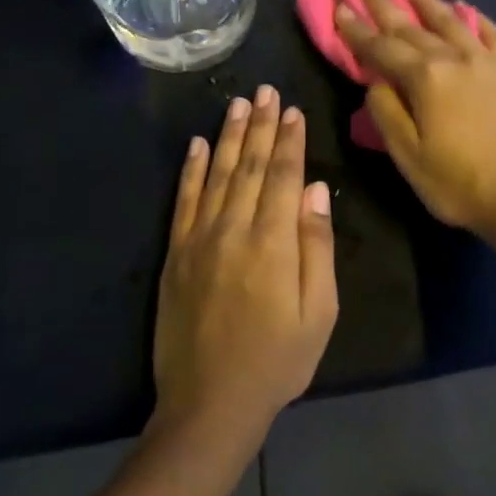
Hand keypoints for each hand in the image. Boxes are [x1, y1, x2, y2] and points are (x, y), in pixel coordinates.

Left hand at [153, 88, 338, 450]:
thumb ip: (317, 246)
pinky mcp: (176, 254)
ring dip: (229, 136)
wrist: (209, 405)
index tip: (292, 110)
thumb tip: (316, 190)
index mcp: (273, 242)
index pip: (282, 176)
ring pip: (218, 174)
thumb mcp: (319, 312)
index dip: (289, 140)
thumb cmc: (277, 361)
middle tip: (265, 90)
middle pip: (250, 166)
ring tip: (237, 103)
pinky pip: (184, 200)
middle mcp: (234, 229)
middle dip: (260, 126)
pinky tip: (197, 145)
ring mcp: (199, 239)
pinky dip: (191, 170)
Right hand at [336, 0, 495, 233]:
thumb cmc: (458, 182)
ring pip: (451, 20)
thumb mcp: (408, 155)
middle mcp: (455, 58)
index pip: (382, 48)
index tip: (340, 7)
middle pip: (412, 27)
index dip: (357, 30)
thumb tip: (376, 81)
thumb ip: (386, 112)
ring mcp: (487, 61)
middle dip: (384, 4)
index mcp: (425, 79)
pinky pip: (492, 34)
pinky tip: (466, 7)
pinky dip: (476, 18)